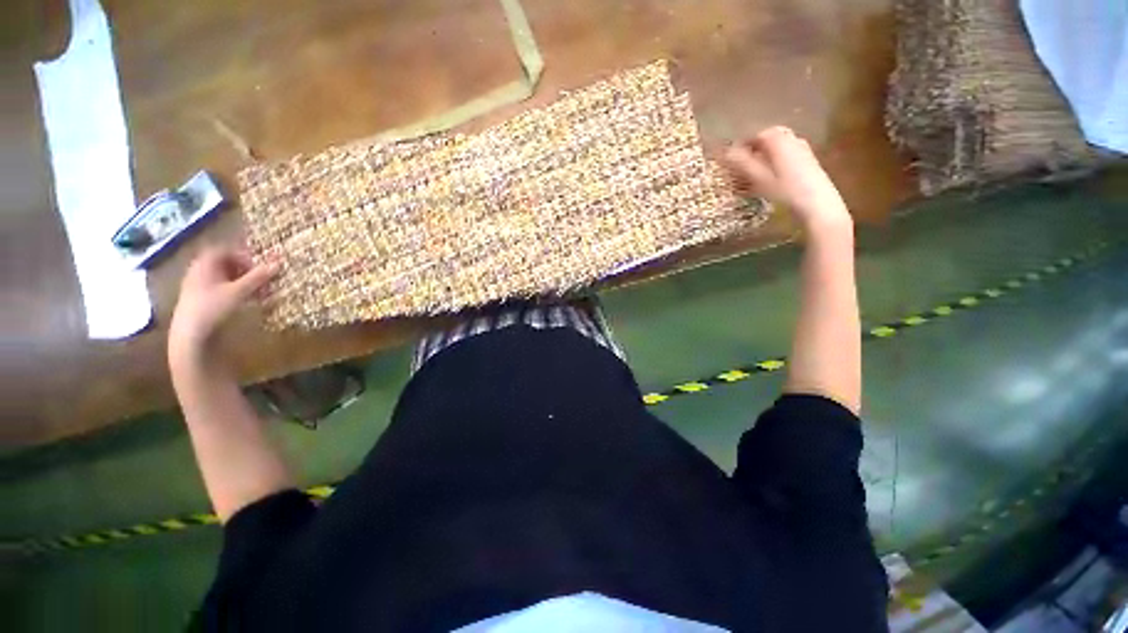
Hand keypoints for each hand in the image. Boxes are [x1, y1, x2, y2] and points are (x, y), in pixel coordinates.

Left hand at [169, 248, 277, 364]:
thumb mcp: (239, 291)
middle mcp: (199, 269)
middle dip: (247, 271)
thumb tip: (279, 263)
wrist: (189, 333)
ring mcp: (196, 284)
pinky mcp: (198, 297)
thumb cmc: (213, 307)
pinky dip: (235, 291)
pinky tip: (245, 301)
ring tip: (258, 293)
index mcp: (205, 262)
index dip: (247, 257)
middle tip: (263, 281)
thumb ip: (258, 277)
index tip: (262, 267)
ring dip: (243, 282)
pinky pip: (219, 287)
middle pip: (227, 263)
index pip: (229, 251)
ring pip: (224, 277)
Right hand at [723, 126, 849, 230]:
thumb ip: (743, 164)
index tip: (731, 157)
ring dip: (765, 154)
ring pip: (779, 146)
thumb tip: (726, 153)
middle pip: (770, 137)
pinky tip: (770, 177)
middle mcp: (792, 140)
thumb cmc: (785, 191)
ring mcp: (802, 150)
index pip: (757, 135)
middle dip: (755, 147)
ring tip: (754, 171)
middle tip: (742, 162)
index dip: (742, 144)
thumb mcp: (760, 179)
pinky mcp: (808, 162)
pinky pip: (787, 154)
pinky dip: (775, 161)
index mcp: (779, 141)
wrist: (817, 205)